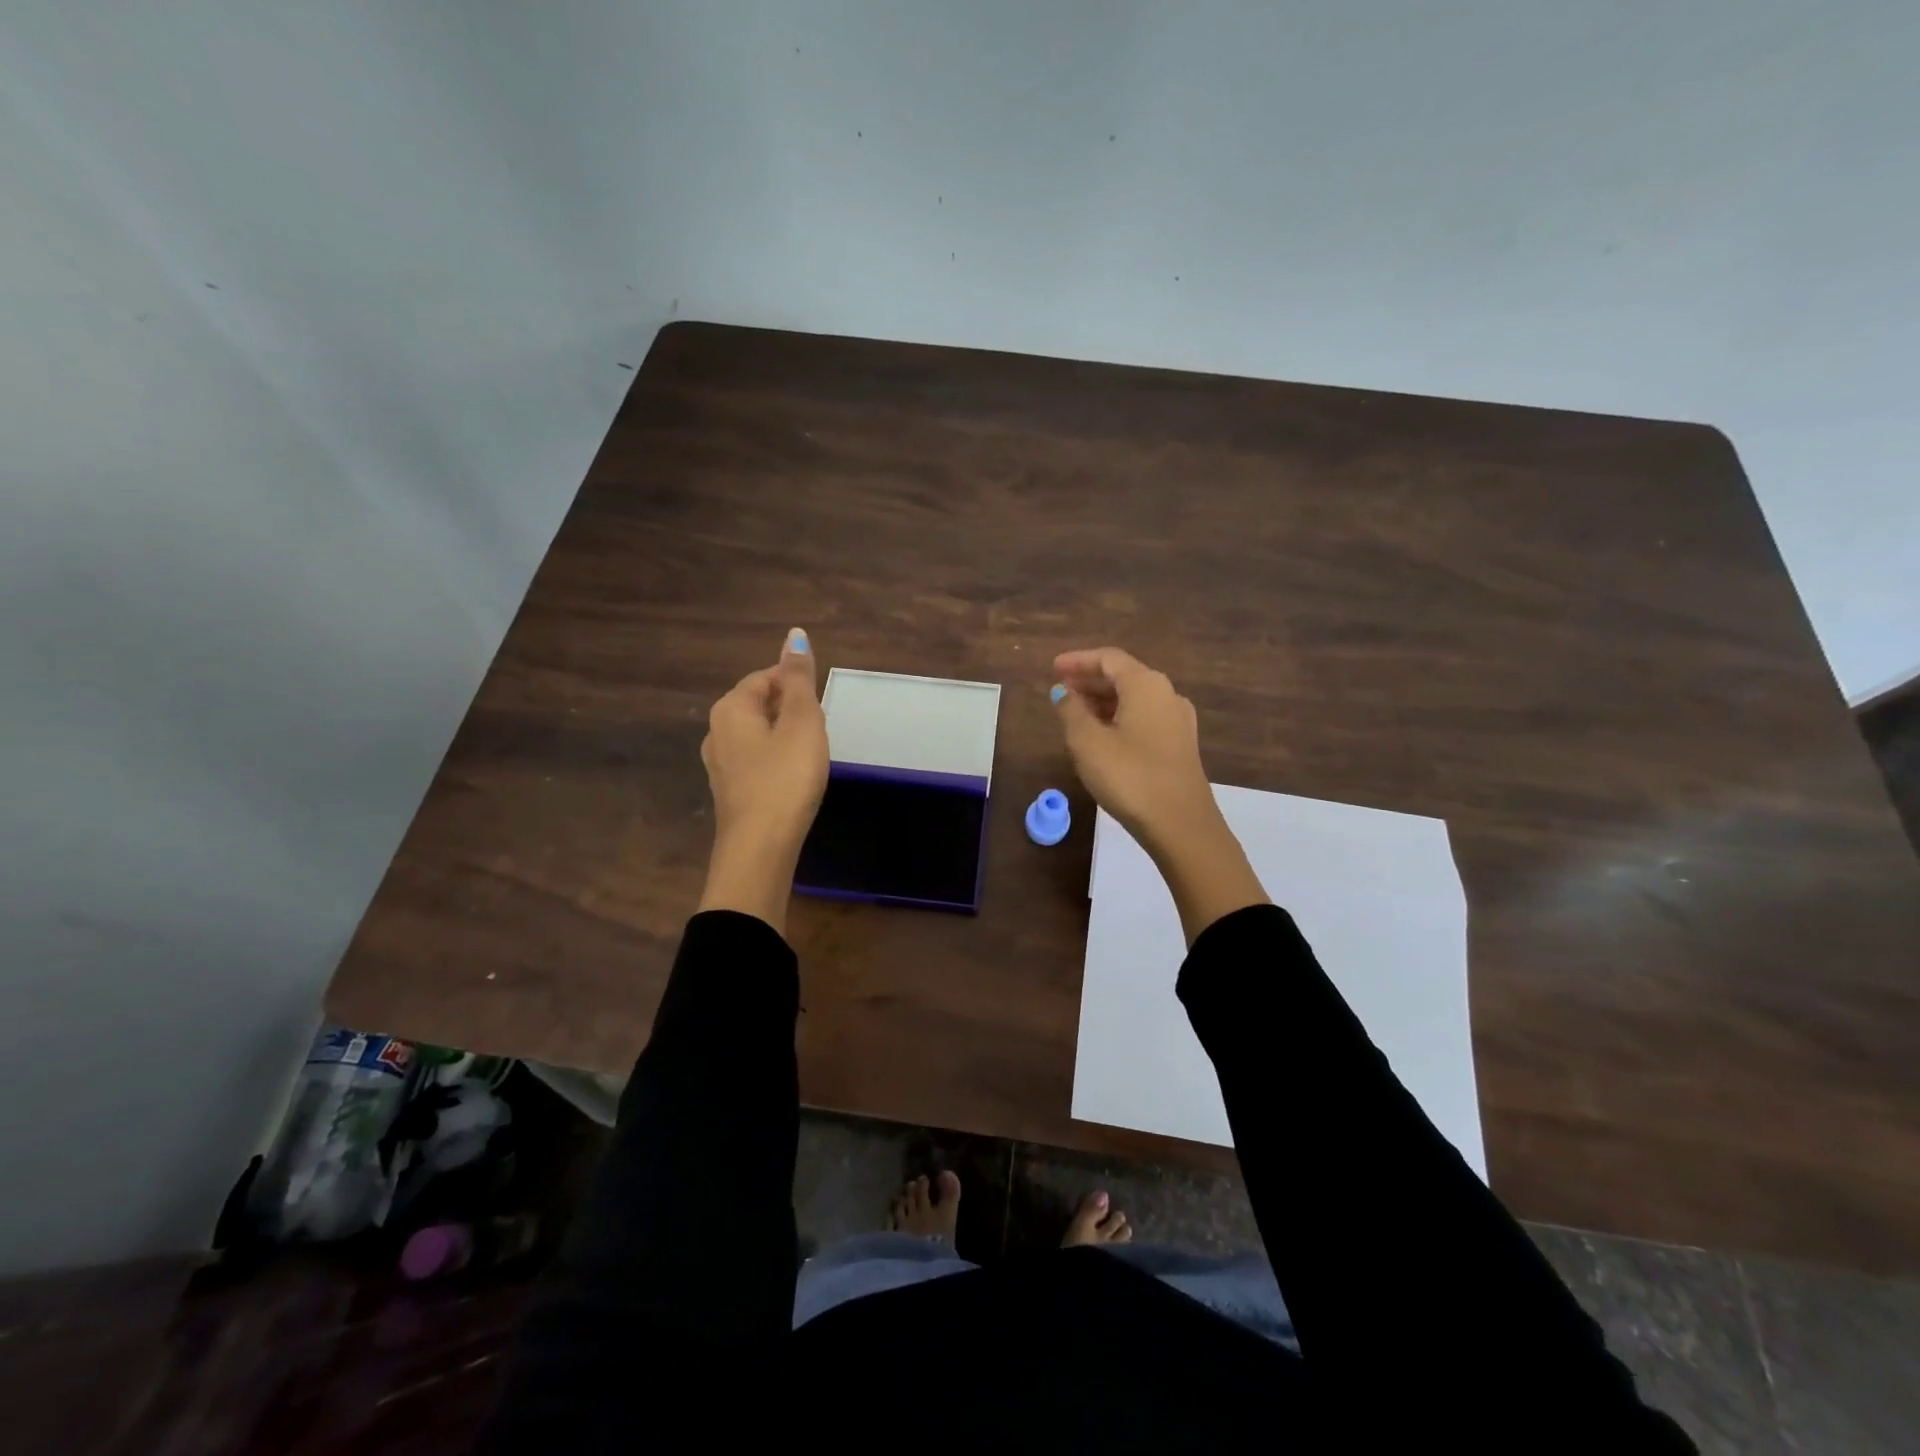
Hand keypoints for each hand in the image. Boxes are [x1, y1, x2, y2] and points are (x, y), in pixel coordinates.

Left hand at [697, 628, 828, 931]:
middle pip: (758, 703)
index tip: (822, 703)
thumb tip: (794, 635)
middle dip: (790, 708)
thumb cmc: (786, 777)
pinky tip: (793, 775)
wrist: (761, 846)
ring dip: (783, 734)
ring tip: (811, 750)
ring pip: (756, 733)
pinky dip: (775, 758)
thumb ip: (800, 678)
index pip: (765, 677)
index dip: (796, 682)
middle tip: (820, 727)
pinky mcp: (729, 789)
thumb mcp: (802, 722)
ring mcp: (719, 763)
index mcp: (731, 707)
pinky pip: (755, 759)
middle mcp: (717, 730)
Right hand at [1052, 647, 1267, 943]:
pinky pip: (1144, 719)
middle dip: (1090, 681)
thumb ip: (1071, 711)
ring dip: (1104, 701)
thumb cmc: (1129, 776)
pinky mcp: (1180, 746)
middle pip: (1124, 676)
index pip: (1109, 659)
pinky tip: (1102, 737)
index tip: (1054, 668)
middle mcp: (1167, 695)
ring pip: (1135, 700)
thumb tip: (1063, 692)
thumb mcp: (1088, 742)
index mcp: (1146, 685)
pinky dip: (1120, 718)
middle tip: (1061, 690)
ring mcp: (1178, 722)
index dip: (1078, 661)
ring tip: (1075, 714)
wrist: (1181, 825)